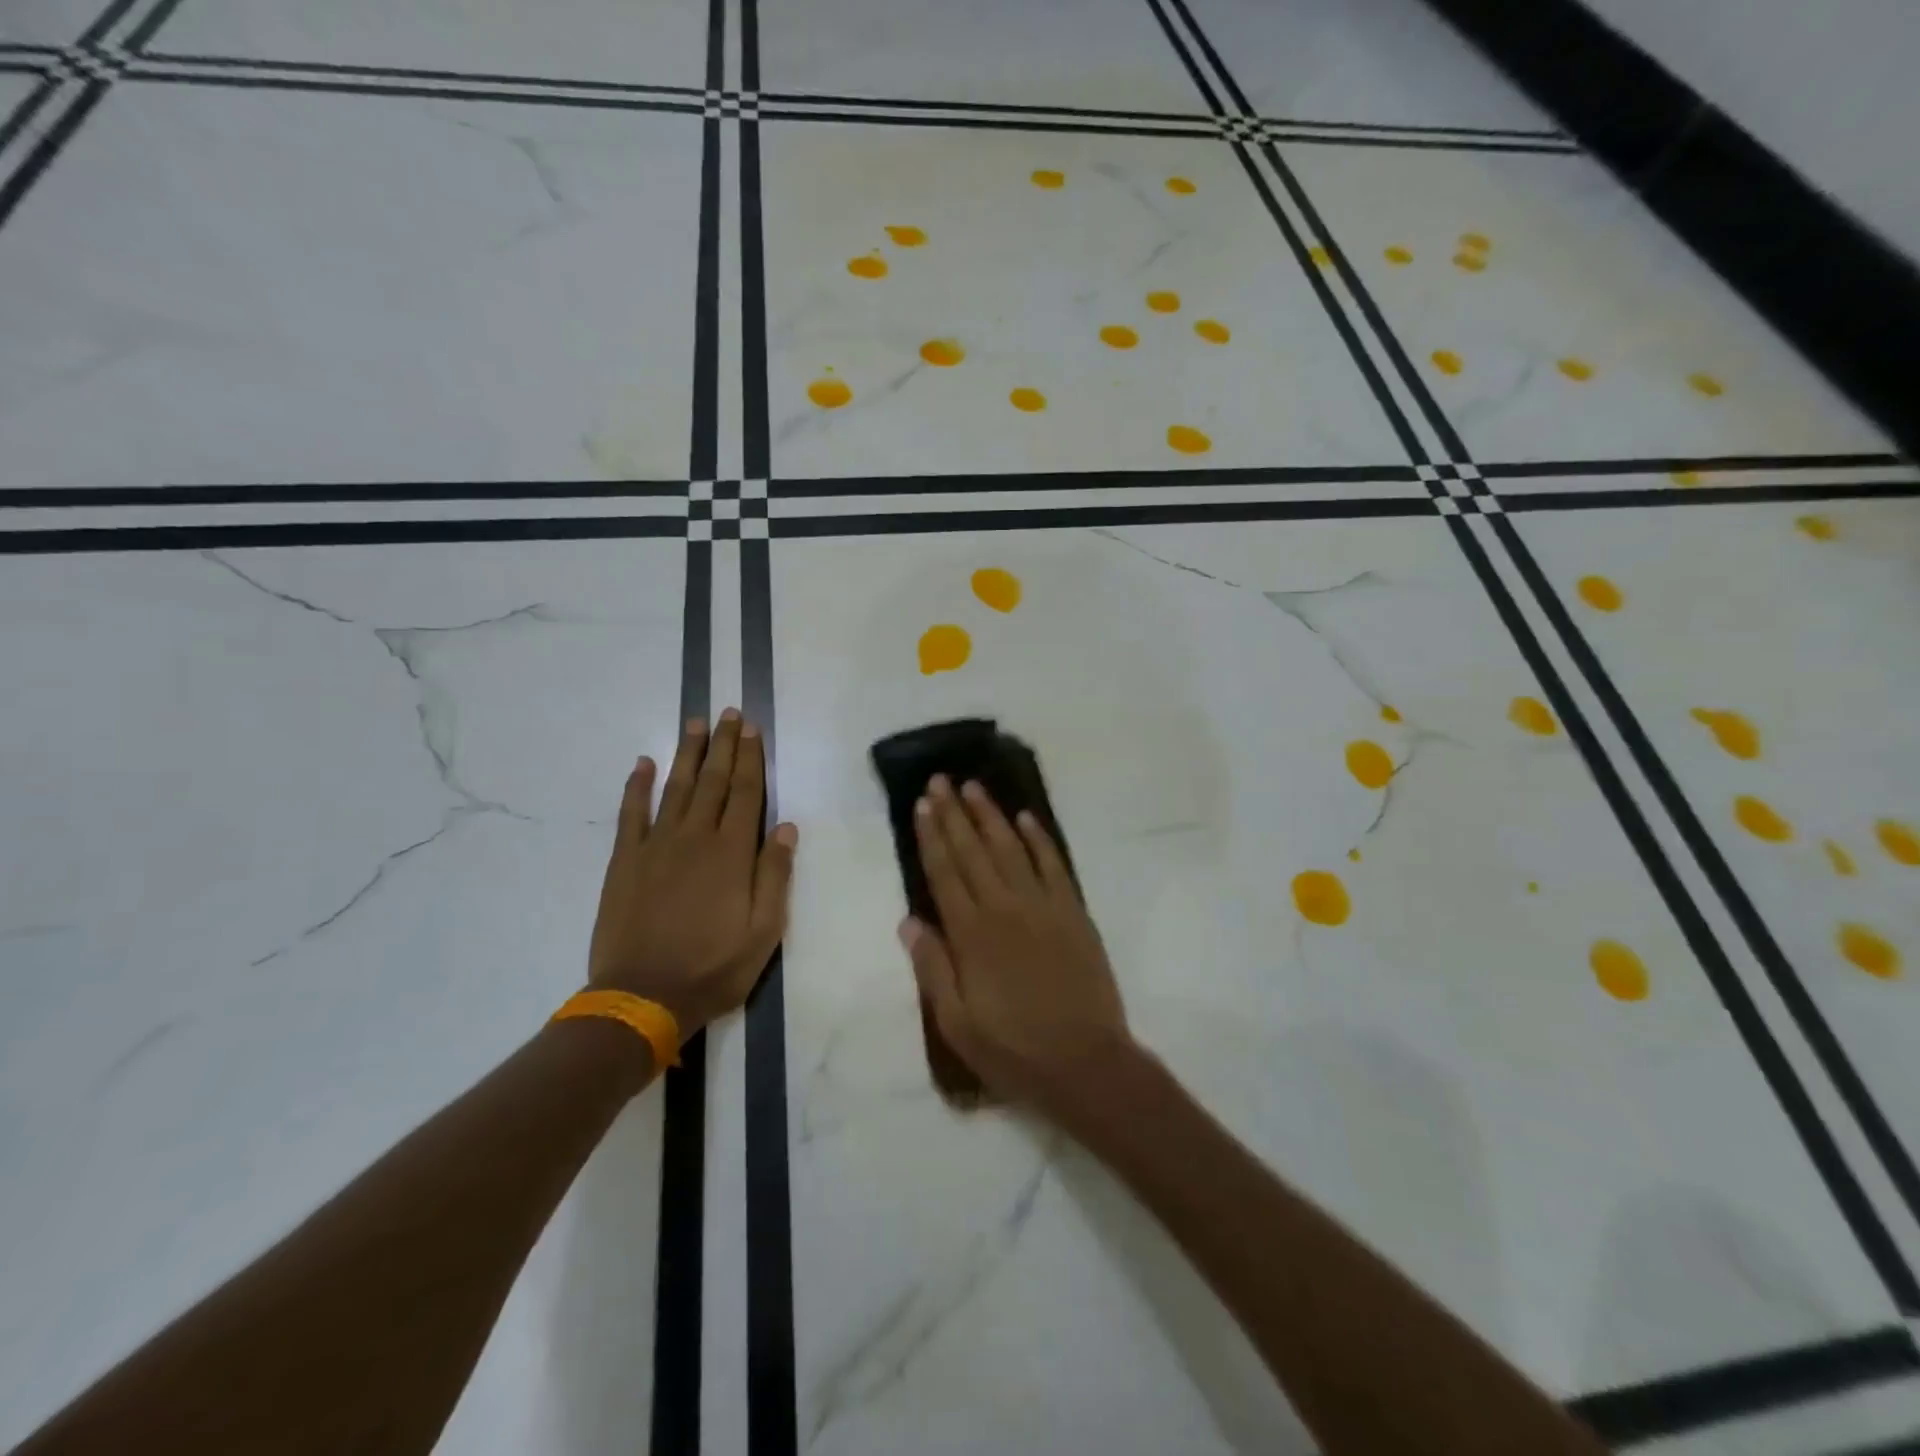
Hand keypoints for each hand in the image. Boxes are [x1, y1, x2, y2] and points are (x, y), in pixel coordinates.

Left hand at [588, 710, 797, 1038]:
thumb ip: (775, 874)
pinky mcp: (625, 861)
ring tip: (695, 724)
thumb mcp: (765, 930)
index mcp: (732, 853)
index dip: (751, 758)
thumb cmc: (714, 966)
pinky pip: (631, 814)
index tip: (752, 728)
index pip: (746, 793)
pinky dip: (636, 786)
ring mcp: (656, 846)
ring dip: (688, 754)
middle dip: (724, 745)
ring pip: (676, 788)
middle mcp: (695, 837)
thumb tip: (785, 826)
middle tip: (728, 713)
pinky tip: (643, 764)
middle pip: (714, 781)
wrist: (643, 996)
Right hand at [899, 775, 1133, 1117]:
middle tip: (940, 780)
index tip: (921, 805)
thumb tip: (909, 921)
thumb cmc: (1014, 1050)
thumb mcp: (957, 1023)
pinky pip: (1053, 865)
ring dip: (991, 815)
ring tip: (974, 787)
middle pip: (973, 851)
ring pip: (1011, 848)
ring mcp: (1043, 906)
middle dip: (954, 813)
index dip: (931, 837)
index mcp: (972, 935)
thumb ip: (932, 968)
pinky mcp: (1073, 912)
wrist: (1086, 1063)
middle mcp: (1004, 908)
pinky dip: (1039, 839)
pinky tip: (1026, 818)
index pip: (945, 873)